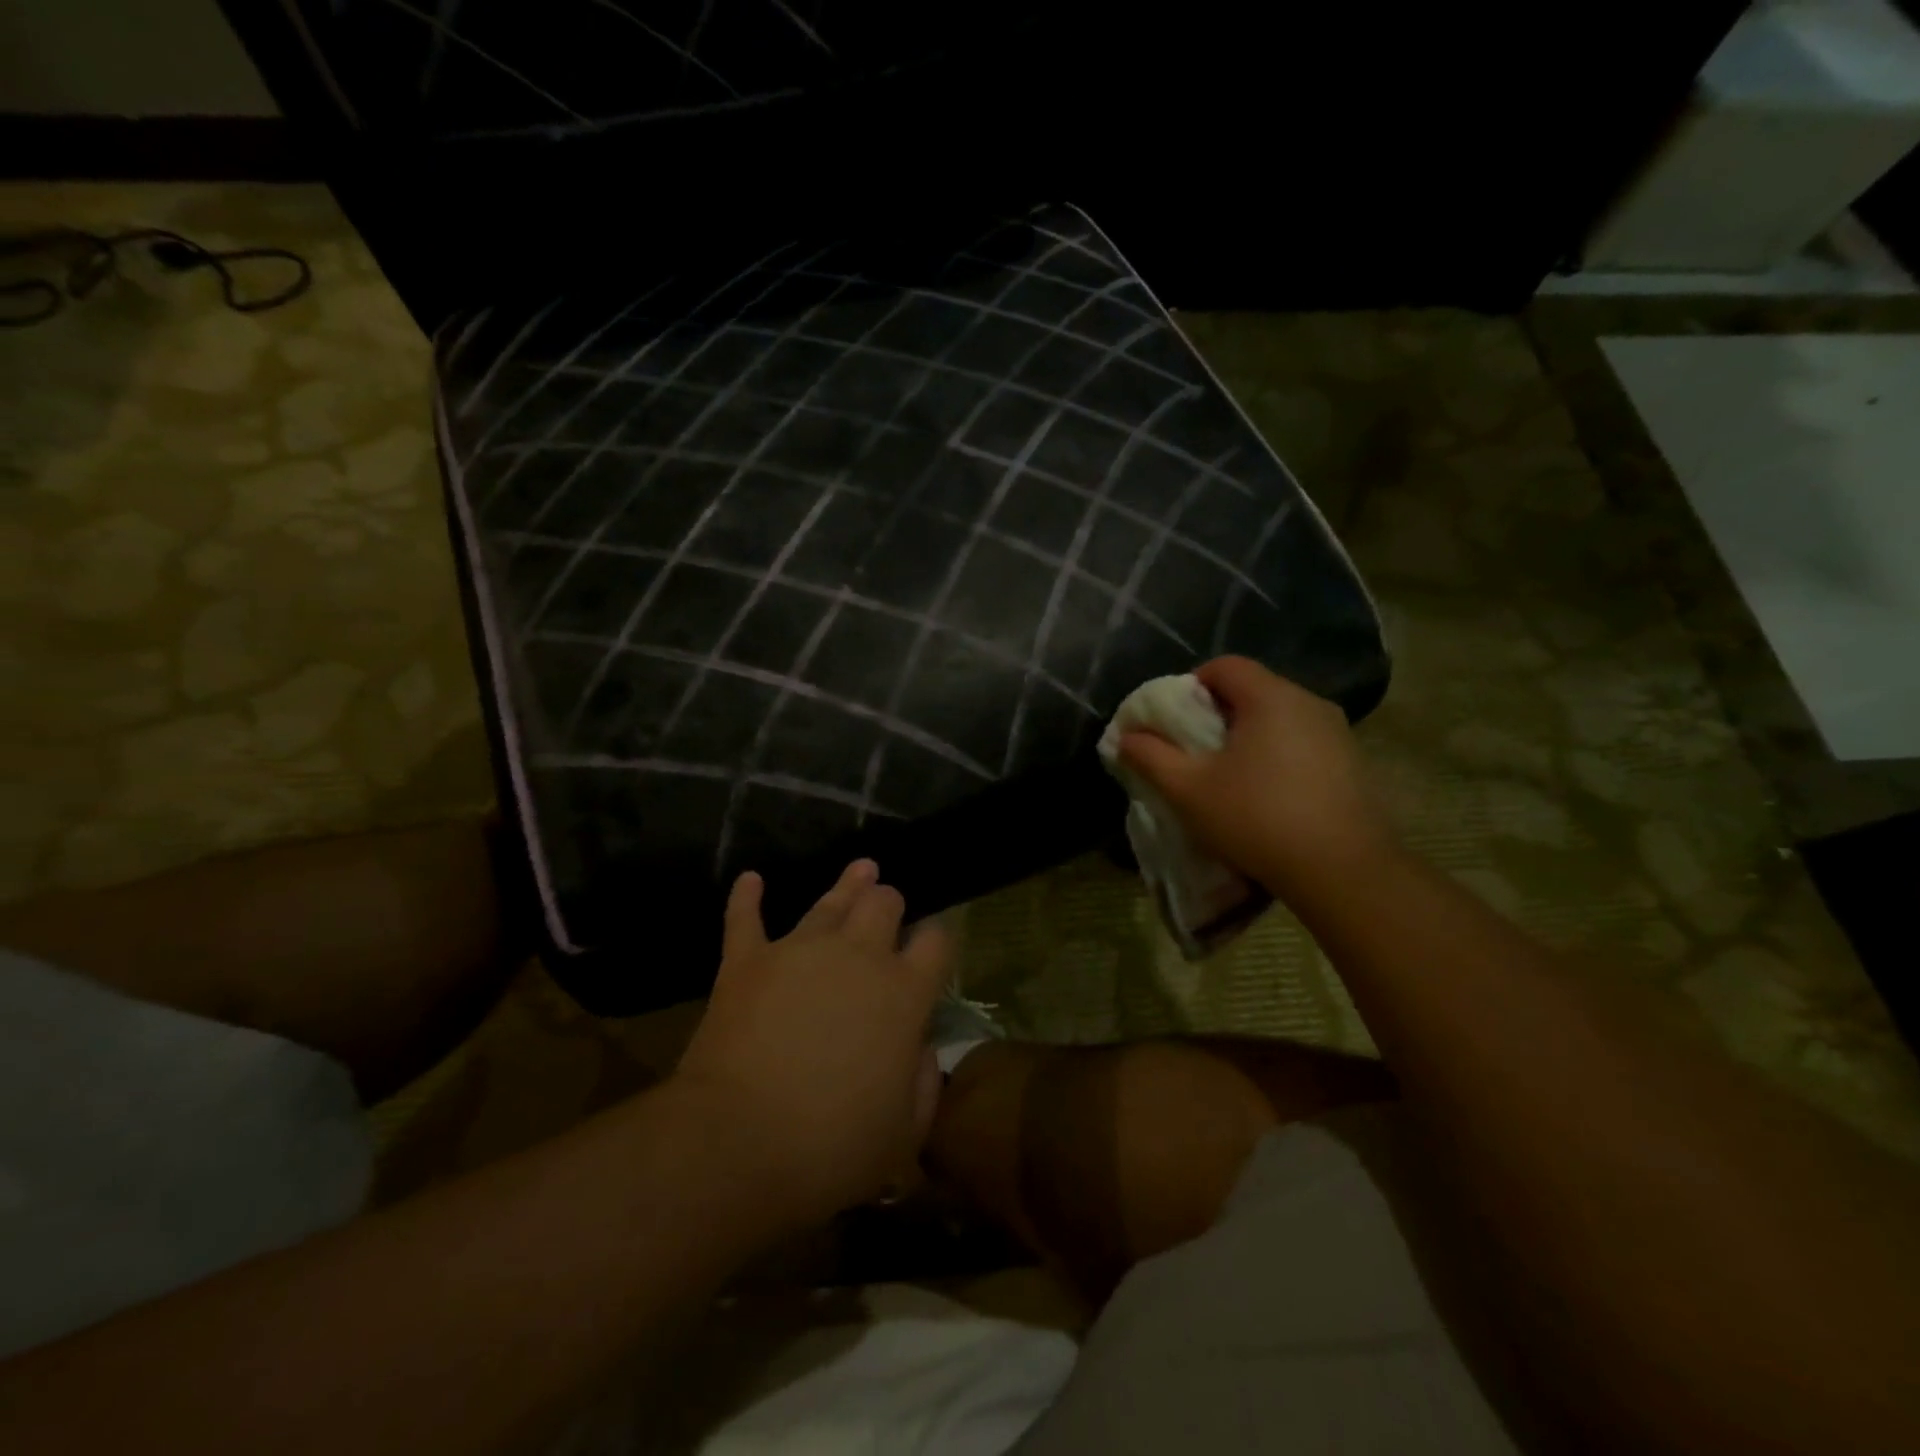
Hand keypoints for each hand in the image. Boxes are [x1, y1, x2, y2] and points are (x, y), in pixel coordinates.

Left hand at [673, 860, 950, 1227]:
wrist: (739, 1143)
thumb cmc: (832, 1148)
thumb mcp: (904, 1135)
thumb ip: (923, 1083)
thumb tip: (920, 1048)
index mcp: (903, 994)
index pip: (936, 943)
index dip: (937, 939)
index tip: (932, 947)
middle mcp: (858, 956)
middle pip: (884, 904)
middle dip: (891, 903)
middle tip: (889, 908)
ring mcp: (800, 951)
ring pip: (830, 901)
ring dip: (849, 884)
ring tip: (862, 869)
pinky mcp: (747, 960)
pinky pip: (746, 918)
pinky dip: (748, 897)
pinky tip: (751, 879)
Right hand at [1118, 656, 1399, 903]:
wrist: (1343, 872)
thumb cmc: (1257, 819)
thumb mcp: (1188, 790)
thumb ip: (1151, 756)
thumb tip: (1126, 736)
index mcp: (1271, 697)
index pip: (1225, 665)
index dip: (1191, 684)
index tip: (1176, 721)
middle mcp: (1310, 703)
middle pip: (1253, 690)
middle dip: (1218, 714)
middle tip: (1195, 752)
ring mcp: (1339, 733)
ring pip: (1280, 719)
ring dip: (1249, 738)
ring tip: (1230, 778)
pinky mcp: (1354, 764)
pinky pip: (1304, 744)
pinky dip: (1278, 757)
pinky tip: (1269, 798)